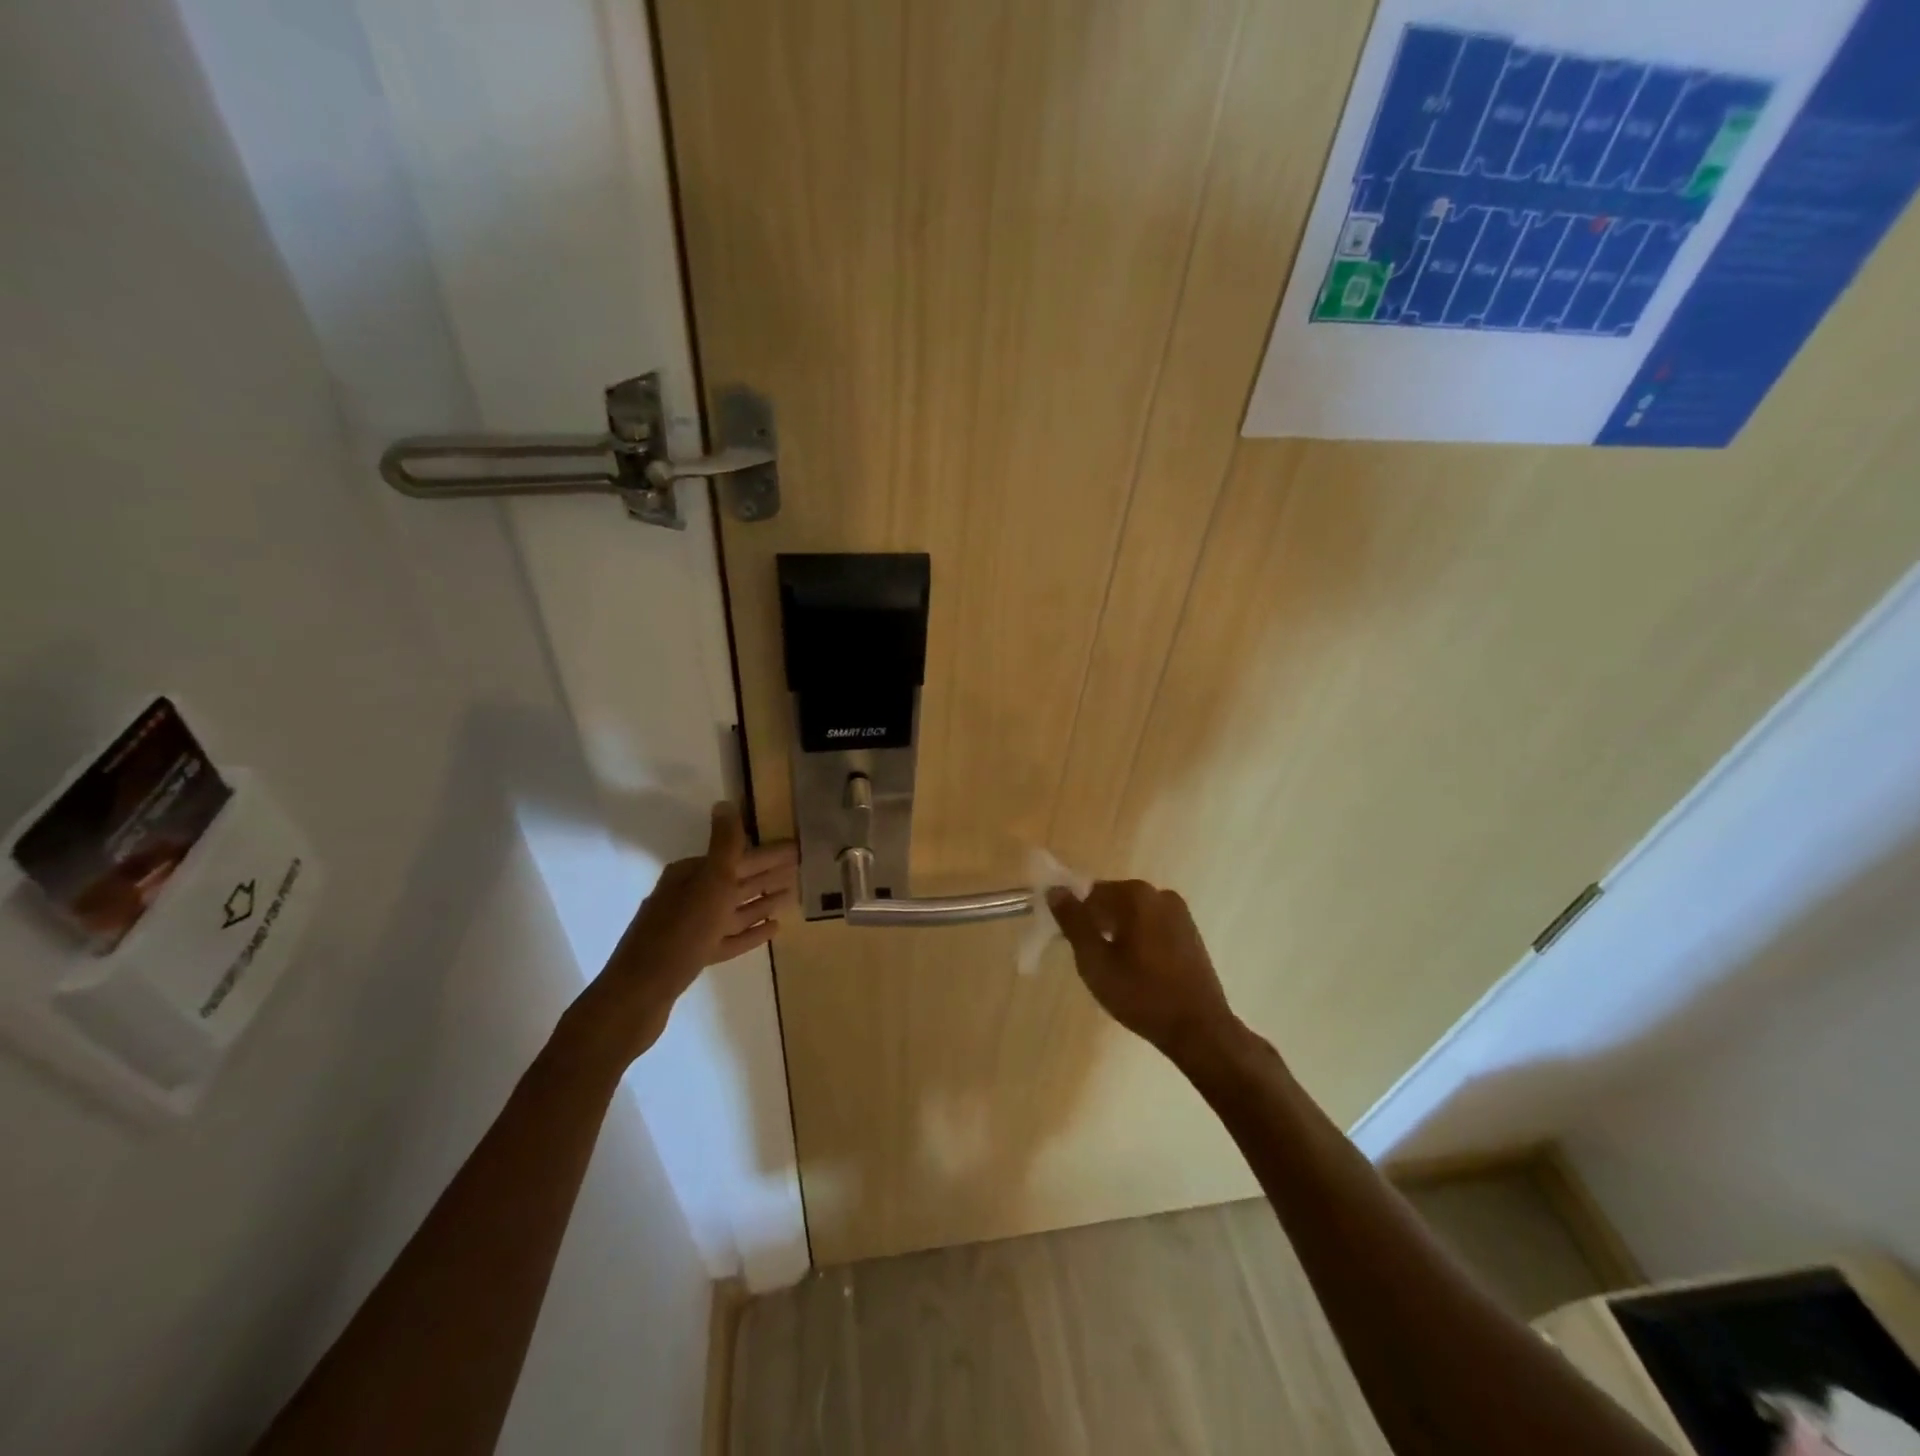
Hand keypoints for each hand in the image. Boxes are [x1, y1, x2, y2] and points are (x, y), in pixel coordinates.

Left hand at [559, 802, 797, 1073]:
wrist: (638, 994)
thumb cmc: (679, 934)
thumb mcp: (708, 883)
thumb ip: (723, 845)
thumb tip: (725, 803)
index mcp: (690, 875)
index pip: (736, 856)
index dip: (767, 853)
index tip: (796, 850)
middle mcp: (688, 896)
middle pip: (735, 880)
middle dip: (766, 874)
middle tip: (801, 869)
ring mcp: (690, 928)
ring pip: (733, 909)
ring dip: (761, 902)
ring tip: (791, 896)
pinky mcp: (693, 956)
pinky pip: (728, 938)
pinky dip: (749, 933)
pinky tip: (772, 929)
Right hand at [1048, 880, 1239, 1062]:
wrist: (1199, 1029)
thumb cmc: (1141, 995)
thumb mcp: (1095, 961)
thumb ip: (1073, 922)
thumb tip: (1055, 890)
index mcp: (1136, 895)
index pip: (1090, 894)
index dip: (1077, 919)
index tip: (1074, 947)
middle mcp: (1160, 894)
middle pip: (1113, 901)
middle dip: (1098, 925)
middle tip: (1095, 962)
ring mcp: (1180, 913)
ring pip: (1133, 915)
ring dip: (1119, 934)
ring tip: (1117, 970)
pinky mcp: (1190, 932)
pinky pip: (1153, 926)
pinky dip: (1140, 940)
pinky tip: (1140, 971)